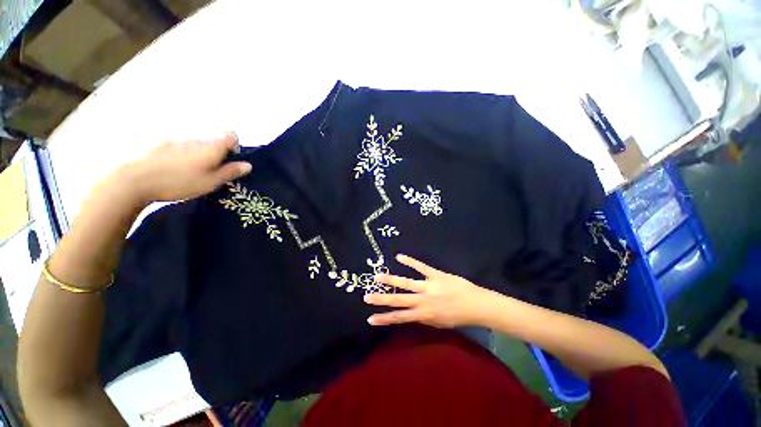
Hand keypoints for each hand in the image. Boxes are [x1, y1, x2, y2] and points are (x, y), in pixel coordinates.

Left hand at [122, 132, 251, 203]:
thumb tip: (248, 165)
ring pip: (195, 146)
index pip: (230, 135)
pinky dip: (181, 157)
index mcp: (211, 147)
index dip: (234, 145)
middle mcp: (196, 140)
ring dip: (198, 157)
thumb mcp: (211, 182)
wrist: (136, 180)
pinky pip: (179, 148)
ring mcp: (177, 141)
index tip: (229, 160)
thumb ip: (230, 172)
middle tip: (209, 174)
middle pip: (212, 142)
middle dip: (215, 155)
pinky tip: (172, 171)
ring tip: (188, 175)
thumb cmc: (180, 182)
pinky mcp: (160, 145)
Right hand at [365, 254, 492, 327]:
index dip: (384, 319)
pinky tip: (399, 257)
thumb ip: (423, 318)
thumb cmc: (458, 316)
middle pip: (399, 301)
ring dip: (391, 280)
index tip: (370, 319)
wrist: (476, 305)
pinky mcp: (435, 275)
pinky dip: (410, 261)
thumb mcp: (439, 323)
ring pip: (406, 283)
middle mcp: (423, 301)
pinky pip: (421, 267)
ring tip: (377, 277)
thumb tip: (410, 314)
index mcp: (424, 315)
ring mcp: (428, 286)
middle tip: (366, 297)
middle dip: (381, 299)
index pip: (399, 318)